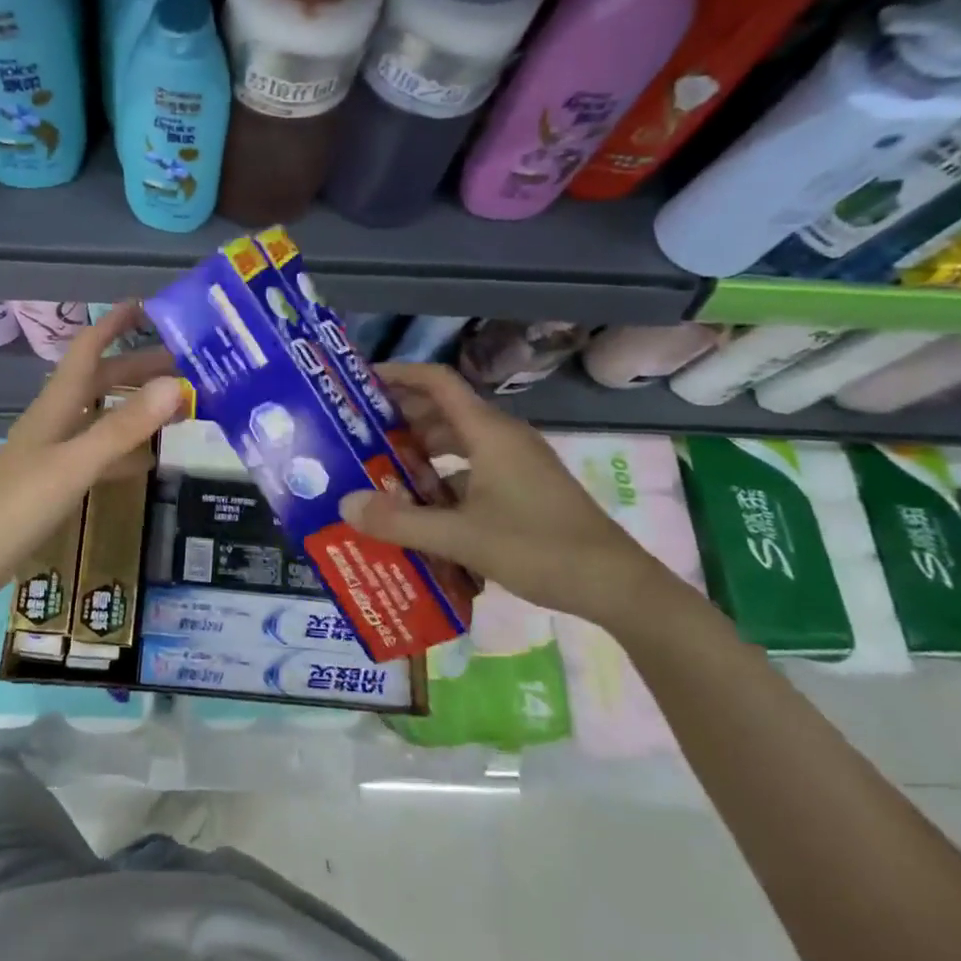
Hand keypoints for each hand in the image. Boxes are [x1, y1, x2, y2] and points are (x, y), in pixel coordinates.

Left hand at [0, 302, 184, 603]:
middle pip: (102, 381)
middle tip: (188, 365)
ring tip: (179, 406)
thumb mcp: (75, 463)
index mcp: (57, 404)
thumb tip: (175, 384)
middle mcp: (57, 419)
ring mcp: (55, 451)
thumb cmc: (18, 504)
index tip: (150, 305)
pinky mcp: (55, 480)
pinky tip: (148, 460)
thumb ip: (123, 427)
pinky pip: (98, 453)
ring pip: (103, 416)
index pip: (88, 348)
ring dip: (137, 407)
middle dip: (141, 368)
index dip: (114, 323)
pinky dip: (124, 450)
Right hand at [337, 362, 682, 628]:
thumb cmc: (539, 549)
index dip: (398, 375)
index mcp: (488, 432)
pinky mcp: (523, 486)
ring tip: (380, 469)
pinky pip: (472, 467)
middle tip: (357, 433)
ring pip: (457, 441)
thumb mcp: (461, 537)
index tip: (360, 384)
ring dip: (420, 450)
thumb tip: (345, 505)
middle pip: (442, 410)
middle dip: (400, 417)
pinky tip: (421, 507)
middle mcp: (502, 437)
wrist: (616, 585)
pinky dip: (443, 477)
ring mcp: (515, 462)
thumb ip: (400, 522)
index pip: (437, 381)